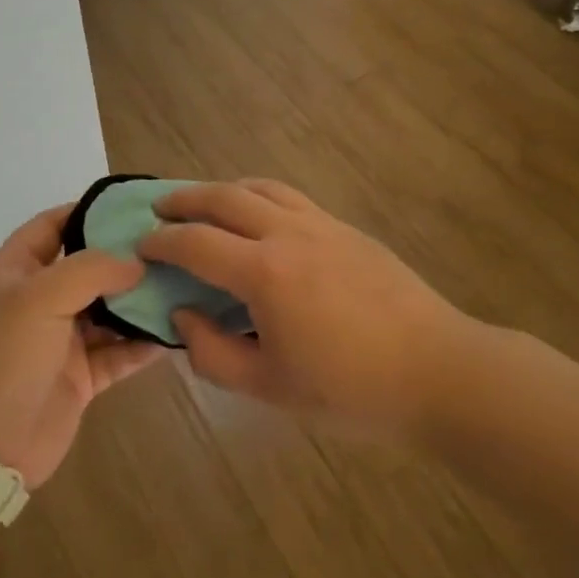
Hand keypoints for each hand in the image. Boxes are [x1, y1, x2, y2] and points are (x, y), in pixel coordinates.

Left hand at [0, 204, 164, 486]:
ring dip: (140, 300)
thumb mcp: (39, 298)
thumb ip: (91, 270)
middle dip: (126, 257)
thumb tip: (137, 262)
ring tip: (184, 282)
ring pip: (109, 310)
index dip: (88, 211)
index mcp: (16, 272)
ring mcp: (61, 340)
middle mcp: (39, 301)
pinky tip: (176, 331)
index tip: (135, 205)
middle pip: (88, 267)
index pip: (53, 225)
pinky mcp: (81, 378)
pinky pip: (119, 352)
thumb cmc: (3, 358)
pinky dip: (144, 343)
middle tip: (174, 244)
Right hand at [140, 180, 476, 436]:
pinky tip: (259, 218)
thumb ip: (213, 353)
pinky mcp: (347, 229)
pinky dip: (260, 197)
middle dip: (184, 199)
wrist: (437, 371)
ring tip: (205, 204)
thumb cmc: (350, 389)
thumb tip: (183, 315)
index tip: (140, 245)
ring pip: (260, 188)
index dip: (161, 242)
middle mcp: (288, 234)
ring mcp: (322, 225)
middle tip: (159, 208)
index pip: (196, 244)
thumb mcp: (269, 387)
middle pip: (224, 198)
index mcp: (263, 273)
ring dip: (223, 190)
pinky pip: (291, 198)